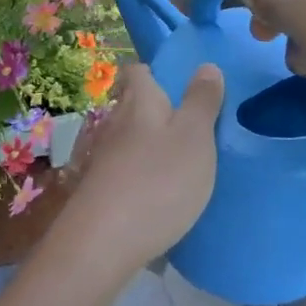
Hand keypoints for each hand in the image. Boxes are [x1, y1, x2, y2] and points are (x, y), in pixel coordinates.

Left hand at [64, 62, 223, 279]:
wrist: (103, 241)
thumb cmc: (158, 180)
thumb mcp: (194, 137)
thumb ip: (202, 101)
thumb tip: (205, 65)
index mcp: (139, 100)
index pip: (138, 70)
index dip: (157, 72)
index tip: (183, 84)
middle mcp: (115, 121)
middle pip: (134, 103)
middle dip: (158, 109)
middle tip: (194, 124)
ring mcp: (103, 155)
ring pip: (129, 137)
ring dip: (151, 143)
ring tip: (183, 159)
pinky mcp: (100, 187)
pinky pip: (125, 168)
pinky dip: (142, 172)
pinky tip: (161, 191)